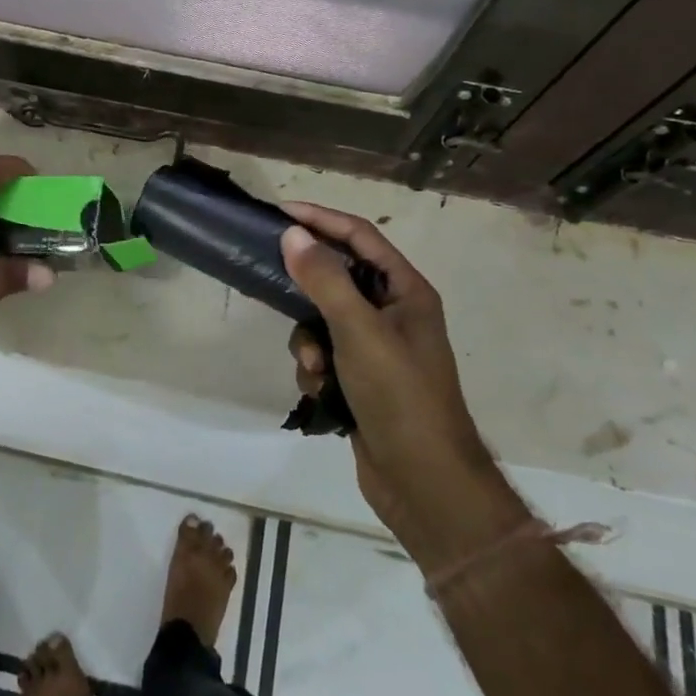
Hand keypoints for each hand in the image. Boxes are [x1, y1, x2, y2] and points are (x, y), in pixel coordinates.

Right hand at [279, 204, 488, 543]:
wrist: (424, 483)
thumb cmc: (400, 396)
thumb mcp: (359, 331)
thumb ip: (325, 279)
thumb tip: (292, 234)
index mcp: (406, 291)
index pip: (360, 236)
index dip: (321, 219)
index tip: (279, 211)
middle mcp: (392, 313)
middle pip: (337, 277)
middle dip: (307, 288)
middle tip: (271, 277)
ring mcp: (376, 349)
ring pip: (322, 321)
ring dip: (309, 341)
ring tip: (317, 367)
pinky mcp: (360, 380)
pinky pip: (323, 355)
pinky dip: (316, 370)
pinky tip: (322, 394)